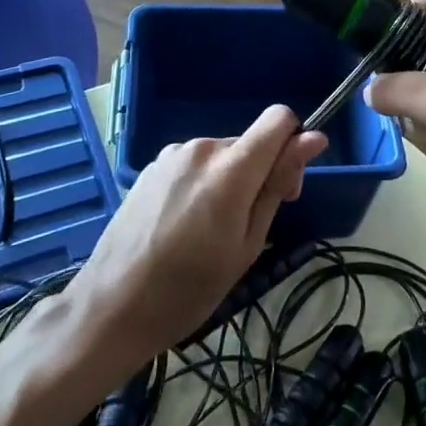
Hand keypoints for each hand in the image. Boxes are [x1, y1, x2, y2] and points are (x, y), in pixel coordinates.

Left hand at [62, 106, 327, 368]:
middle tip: (246, 227)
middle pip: (250, 143)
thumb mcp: (247, 244)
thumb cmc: (189, 289)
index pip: (279, 118)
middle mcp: (202, 148)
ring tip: (208, 231)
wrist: (111, 307)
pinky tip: (182, 224)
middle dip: (259, 173)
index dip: (293, 142)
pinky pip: (194, 163)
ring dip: (229, 180)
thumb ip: (278, 185)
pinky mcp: (152, 166)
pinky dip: (201, 183)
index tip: (287, 184)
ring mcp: (172, 154)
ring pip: (222, 155)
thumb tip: (314, 139)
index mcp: (231, 167)